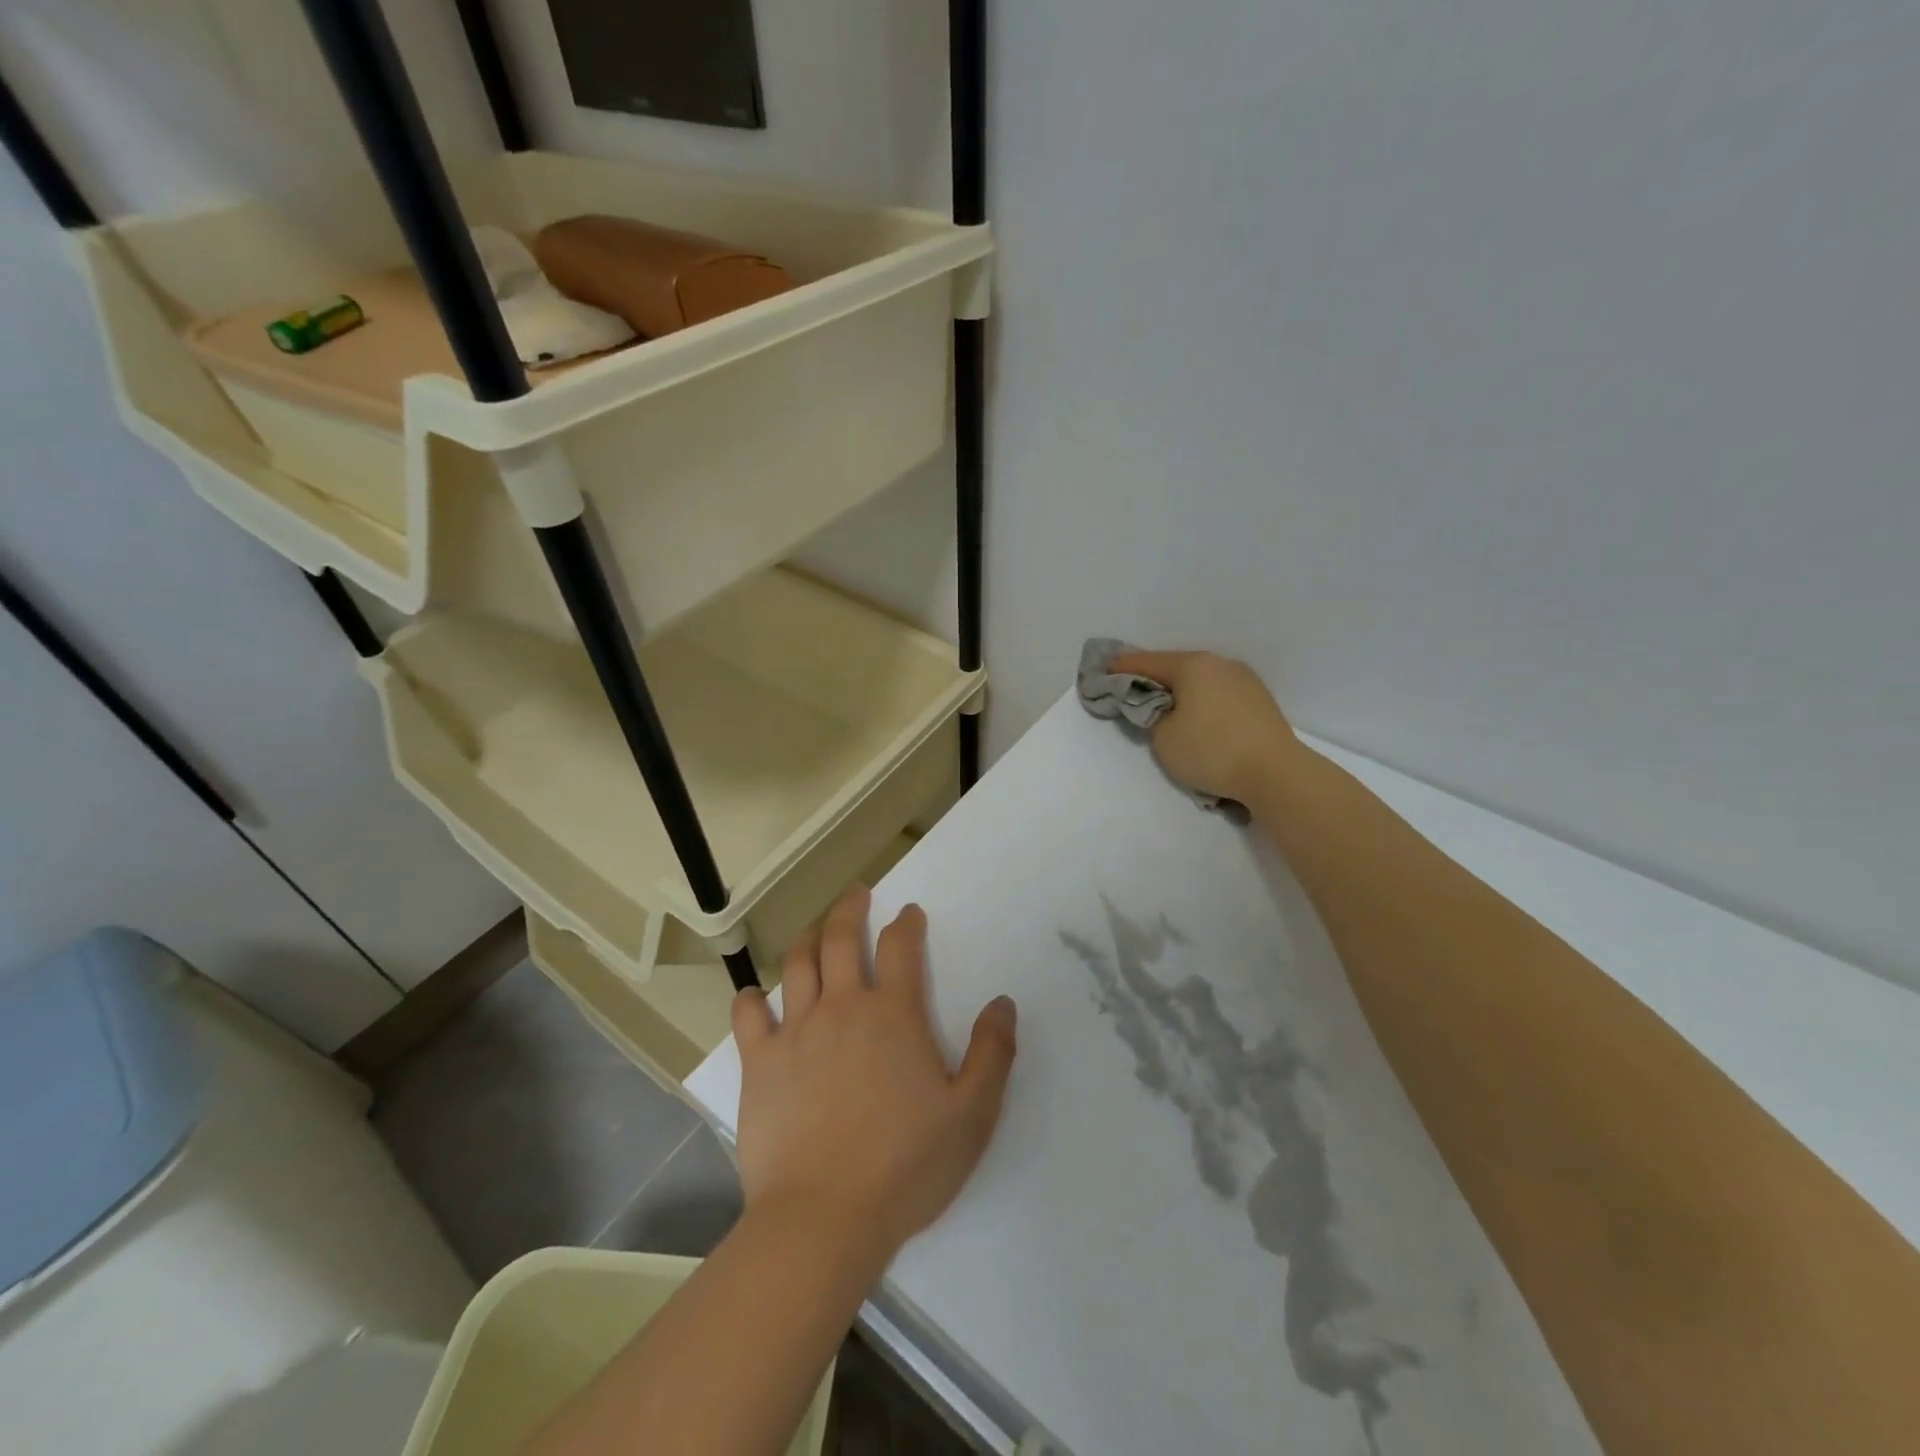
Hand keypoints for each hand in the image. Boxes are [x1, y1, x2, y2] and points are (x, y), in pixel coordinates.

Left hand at [730, 886, 1017, 1257]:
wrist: (824, 1218)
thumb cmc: (905, 1166)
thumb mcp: (972, 1114)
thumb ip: (992, 1053)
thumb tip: (1003, 1002)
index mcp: (893, 1014)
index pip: (900, 947)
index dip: (906, 923)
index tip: (908, 913)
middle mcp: (842, 1007)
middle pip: (840, 938)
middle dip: (849, 909)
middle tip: (856, 894)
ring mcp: (796, 1032)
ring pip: (796, 964)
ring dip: (806, 938)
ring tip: (814, 929)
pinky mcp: (760, 1063)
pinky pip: (748, 1016)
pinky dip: (750, 998)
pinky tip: (754, 996)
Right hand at [1110, 650, 1299, 804]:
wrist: (1276, 774)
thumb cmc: (1212, 751)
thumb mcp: (1164, 738)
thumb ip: (1151, 716)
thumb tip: (1159, 708)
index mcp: (1193, 665)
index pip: (1147, 662)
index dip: (1122, 668)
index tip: (1103, 672)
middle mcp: (1220, 664)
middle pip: (1176, 667)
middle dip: (1153, 679)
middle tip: (1131, 691)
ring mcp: (1245, 680)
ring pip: (1200, 681)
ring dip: (1180, 692)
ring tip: (1165, 708)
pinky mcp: (1259, 701)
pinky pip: (1219, 694)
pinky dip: (1201, 702)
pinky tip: (1196, 718)